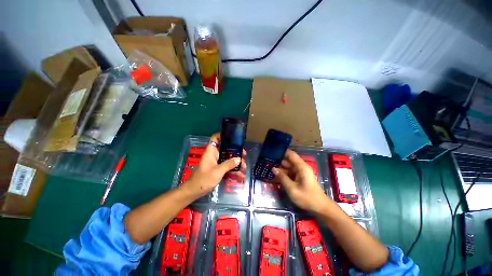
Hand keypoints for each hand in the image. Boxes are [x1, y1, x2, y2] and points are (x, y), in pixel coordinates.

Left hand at [183, 133, 245, 198]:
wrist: (196, 191)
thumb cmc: (204, 179)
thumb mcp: (217, 171)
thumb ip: (228, 164)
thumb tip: (239, 159)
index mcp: (211, 151)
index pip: (215, 138)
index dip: (223, 135)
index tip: (234, 137)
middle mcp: (214, 154)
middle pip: (225, 147)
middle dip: (235, 150)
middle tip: (244, 154)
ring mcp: (216, 161)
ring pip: (227, 156)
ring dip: (235, 160)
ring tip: (244, 165)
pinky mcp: (218, 167)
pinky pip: (227, 164)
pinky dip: (233, 167)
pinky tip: (240, 172)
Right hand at [273, 149, 331, 213]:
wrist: (320, 208)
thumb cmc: (307, 198)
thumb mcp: (292, 189)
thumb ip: (282, 177)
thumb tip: (273, 168)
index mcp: (301, 167)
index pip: (291, 154)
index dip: (282, 152)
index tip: (271, 152)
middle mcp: (301, 167)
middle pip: (288, 160)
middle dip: (278, 160)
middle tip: (266, 161)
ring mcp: (300, 172)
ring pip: (288, 167)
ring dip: (280, 167)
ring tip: (268, 167)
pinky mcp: (300, 177)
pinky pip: (290, 172)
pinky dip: (283, 173)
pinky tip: (275, 174)